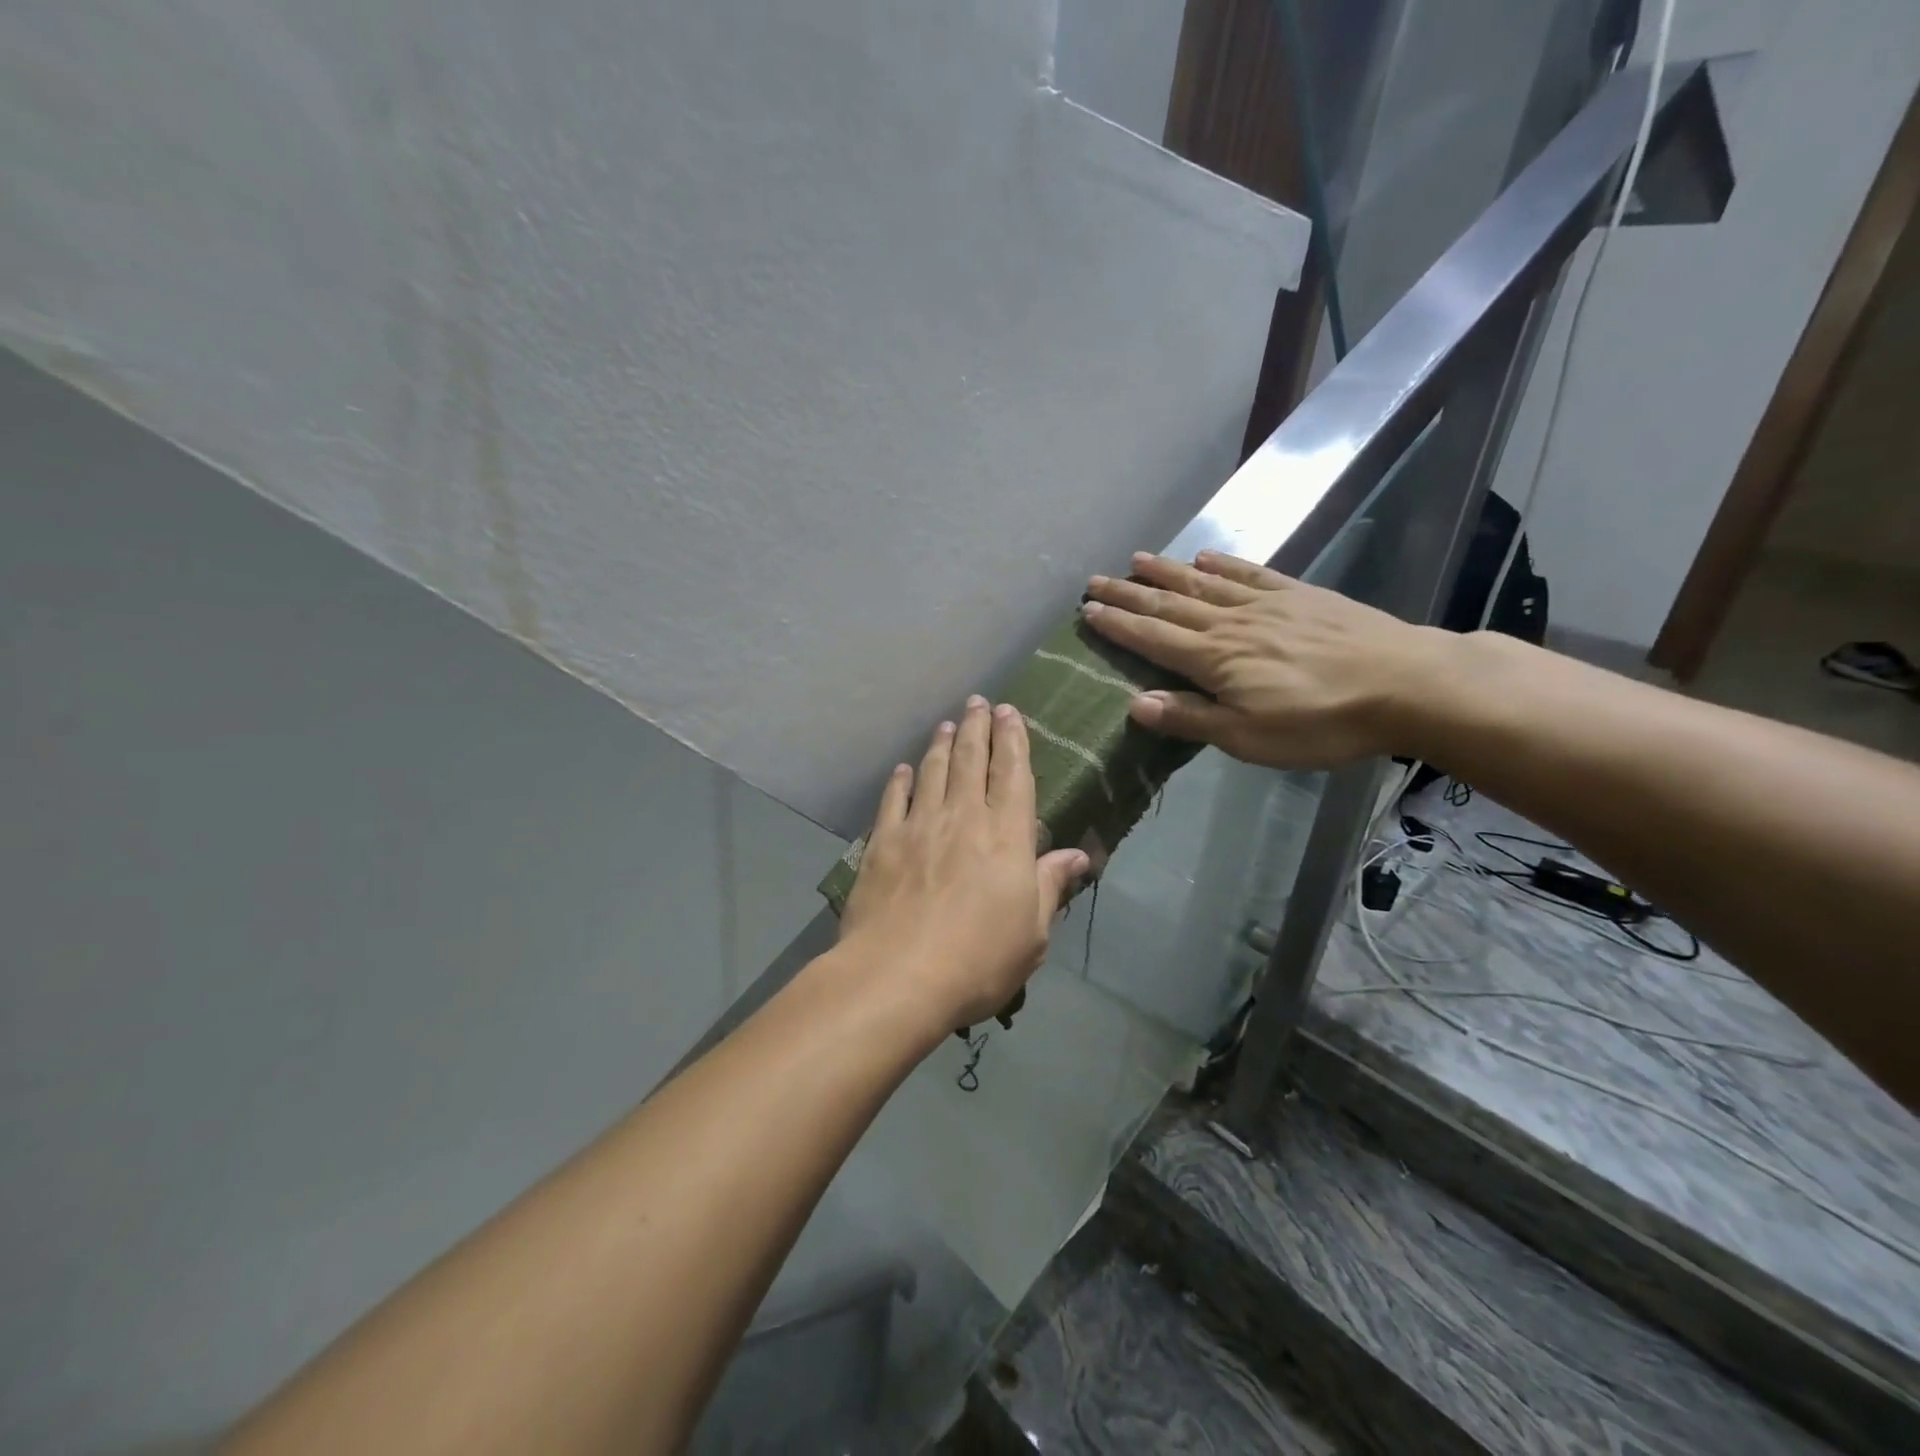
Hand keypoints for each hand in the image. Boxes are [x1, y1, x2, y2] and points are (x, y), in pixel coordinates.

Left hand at [839, 697, 1089, 1030]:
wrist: (899, 975)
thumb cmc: (978, 960)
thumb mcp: (1032, 933)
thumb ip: (1050, 885)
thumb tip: (1078, 854)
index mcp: (1006, 836)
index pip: (1013, 775)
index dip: (1013, 741)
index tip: (1010, 712)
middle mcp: (963, 818)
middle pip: (972, 761)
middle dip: (978, 727)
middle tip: (978, 702)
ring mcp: (919, 826)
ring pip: (933, 772)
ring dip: (942, 744)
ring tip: (947, 724)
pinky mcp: (882, 842)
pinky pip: (893, 799)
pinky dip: (900, 780)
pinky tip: (904, 769)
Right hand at [1080, 550, 1452, 768]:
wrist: (1405, 684)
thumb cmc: (1321, 722)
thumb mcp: (1248, 737)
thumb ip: (1191, 718)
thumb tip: (1135, 704)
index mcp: (1214, 660)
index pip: (1152, 637)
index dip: (1118, 625)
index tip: (1088, 610)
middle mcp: (1230, 624)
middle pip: (1169, 604)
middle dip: (1129, 593)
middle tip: (1095, 580)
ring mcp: (1266, 604)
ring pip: (1203, 584)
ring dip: (1166, 572)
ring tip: (1136, 559)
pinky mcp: (1300, 596)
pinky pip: (1250, 574)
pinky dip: (1223, 565)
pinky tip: (1206, 557)